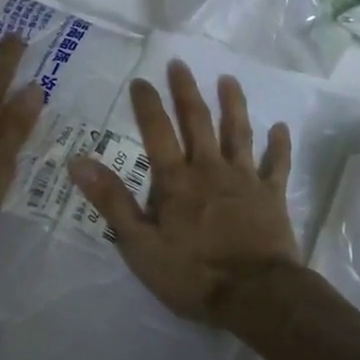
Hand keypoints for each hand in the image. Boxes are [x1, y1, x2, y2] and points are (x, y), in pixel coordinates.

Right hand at [69, 62, 300, 323]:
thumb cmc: (192, 273)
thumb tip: (78, 162)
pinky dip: (279, 145)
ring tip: (229, 79)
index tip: (141, 79)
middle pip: (198, 122)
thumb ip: (112, 201)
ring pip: (239, 133)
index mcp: (176, 181)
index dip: (147, 105)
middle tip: (180, 64)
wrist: (256, 295)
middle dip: (186, 92)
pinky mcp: (272, 196)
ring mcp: (244, 180)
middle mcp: (210, 169)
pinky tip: (281, 127)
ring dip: (233, 104)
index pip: (157, 133)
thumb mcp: (139, 244)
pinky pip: (276, 165)